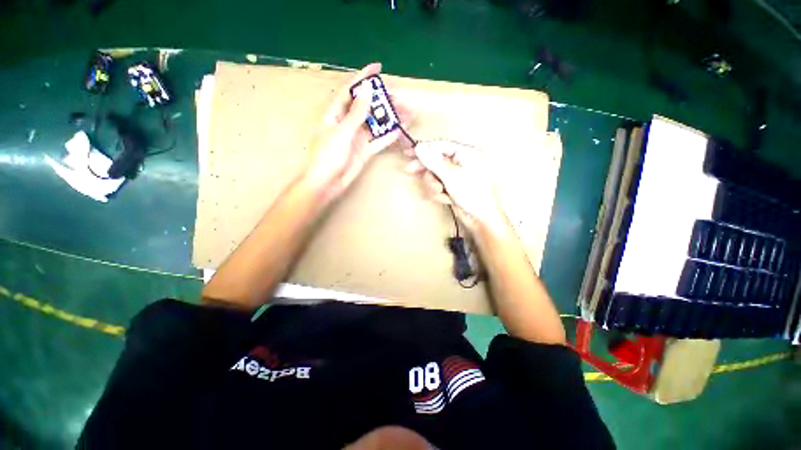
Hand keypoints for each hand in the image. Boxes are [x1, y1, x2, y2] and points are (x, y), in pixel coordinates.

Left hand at [304, 63, 407, 201]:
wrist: (327, 184)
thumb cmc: (328, 156)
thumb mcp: (342, 132)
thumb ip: (356, 113)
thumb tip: (368, 90)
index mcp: (335, 114)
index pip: (351, 91)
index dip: (363, 79)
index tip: (378, 69)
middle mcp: (347, 123)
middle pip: (367, 108)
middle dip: (383, 101)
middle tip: (399, 97)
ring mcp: (357, 138)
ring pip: (376, 124)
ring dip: (390, 119)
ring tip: (405, 113)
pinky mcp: (364, 151)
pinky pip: (378, 141)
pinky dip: (389, 136)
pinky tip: (400, 130)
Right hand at [405, 140, 508, 232]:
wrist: (482, 220)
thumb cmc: (473, 195)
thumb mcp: (452, 176)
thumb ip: (434, 162)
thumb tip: (420, 148)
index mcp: (467, 154)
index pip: (441, 146)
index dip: (425, 148)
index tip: (409, 152)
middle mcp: (461, 163)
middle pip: (436, 161)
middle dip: (427, 170)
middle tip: (410, 170)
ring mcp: (456, 177)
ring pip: (435, 175)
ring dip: (434, 184)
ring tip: (440, 191)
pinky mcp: (453, 189)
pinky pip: (438, 186)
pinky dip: (439, 193)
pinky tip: (446, 199)